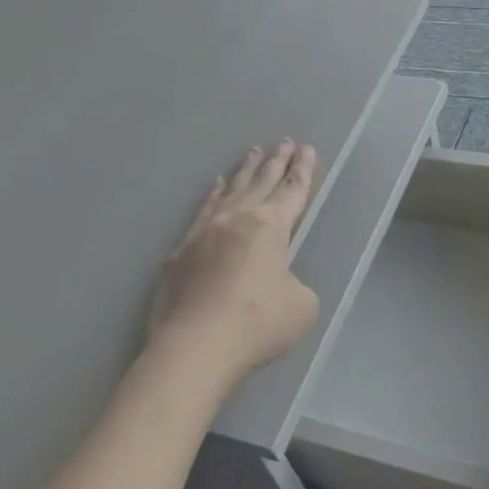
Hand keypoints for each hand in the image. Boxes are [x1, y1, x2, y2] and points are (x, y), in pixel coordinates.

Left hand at [145, 141, 320, 388]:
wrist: (196, 345)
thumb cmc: (258, 323)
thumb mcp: (301, 306)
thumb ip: (295, 285)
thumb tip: (277, 283)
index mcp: (271, 227)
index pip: (293, 191)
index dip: (303, 171)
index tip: (307, 150)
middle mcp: (237, 219)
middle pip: (261, 183)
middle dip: (276, 162)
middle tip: (285, 142)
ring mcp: (204, 232)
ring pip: (230, 192)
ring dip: (245, 172)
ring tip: (253, 152)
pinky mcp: (180, 252)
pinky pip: (203, 211)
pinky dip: (213, 196)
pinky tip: (216, 187)